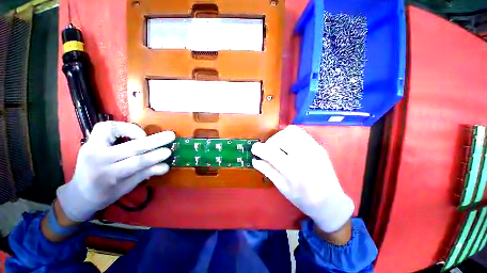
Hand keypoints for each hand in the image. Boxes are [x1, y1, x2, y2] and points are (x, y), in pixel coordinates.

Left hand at [57, 121, 174, 221]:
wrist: (80, 193)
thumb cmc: (106, 193)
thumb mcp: (127, 187)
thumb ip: (146, 173)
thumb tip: (166, 166)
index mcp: (108, 176)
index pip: (136, 162)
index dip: (154, 156)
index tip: (169, 152)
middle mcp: (97, 159)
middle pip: (130, 147)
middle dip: (154, 140)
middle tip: (170, 135)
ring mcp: (90, 147)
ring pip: (112, 131)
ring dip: (135, 130)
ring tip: (148, 134)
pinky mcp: (89, 141)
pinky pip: (105, 127)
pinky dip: (121, 126)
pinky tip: (132, 132)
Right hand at [251, 125, 353, 232]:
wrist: (330, 201)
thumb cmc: (304, 199)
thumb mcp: (282, 188)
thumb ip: (267, 171)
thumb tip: (254, 160)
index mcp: (294, 172)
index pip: (271, 152)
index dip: (259, 148)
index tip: (254, 149)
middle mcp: (304, 156)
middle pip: (280, 138)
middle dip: (269, 143)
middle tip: (267, 151)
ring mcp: (314, 148)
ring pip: (290, 131)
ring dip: (279, 137)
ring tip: (278, 147)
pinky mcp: (318, 145)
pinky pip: (299, 132)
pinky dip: (289, 135)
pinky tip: (288, 144)